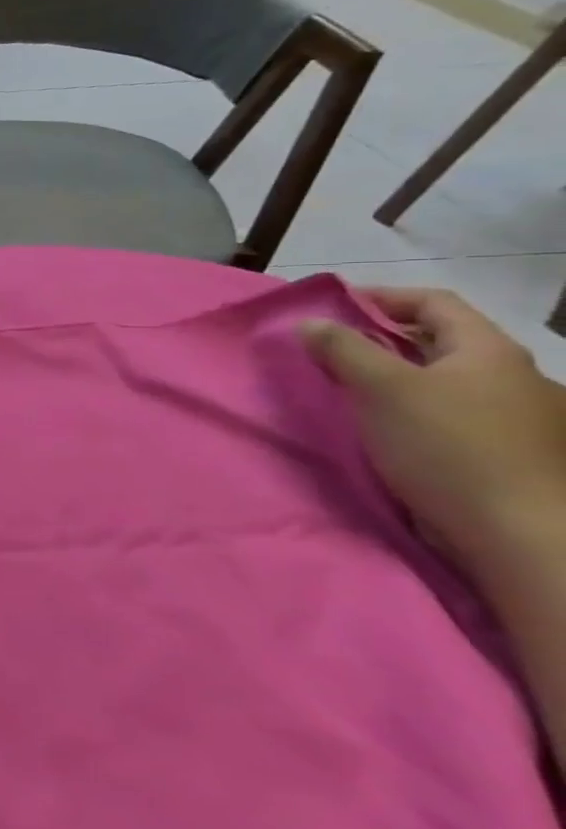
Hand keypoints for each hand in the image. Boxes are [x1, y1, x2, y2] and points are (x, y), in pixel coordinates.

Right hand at [301, 288, 565, 582]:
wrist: (516, 531)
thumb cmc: (447, 446)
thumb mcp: (382, 389)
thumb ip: (344, 350)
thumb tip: (312, 322)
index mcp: (489, 351)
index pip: (434, 303)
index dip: (382, 297)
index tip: (331, 305)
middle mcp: (510, 375)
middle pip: (440, 341)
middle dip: (382, 339)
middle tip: (330, 348)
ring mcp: (514, 416)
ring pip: (443, 378)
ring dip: (394, 375)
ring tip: (349, 388)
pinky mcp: (502, 450)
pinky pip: (449, 411)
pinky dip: (411, 407)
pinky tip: (385, 424)